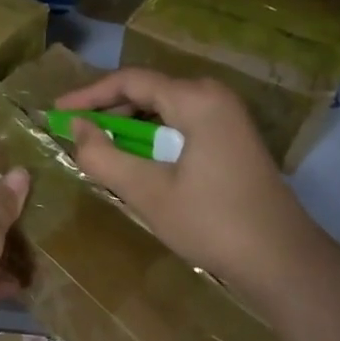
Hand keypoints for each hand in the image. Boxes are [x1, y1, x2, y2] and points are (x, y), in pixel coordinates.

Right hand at [56, 68, 330, 305]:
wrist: (282, 259)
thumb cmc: (211, 222)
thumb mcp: (147, 192)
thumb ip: (104, 156)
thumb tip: (77, 127)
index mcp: (196, 99)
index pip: (130, 80)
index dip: (88, 94)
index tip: (57, 110)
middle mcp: (214, 96)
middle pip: (148, 89)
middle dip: (108, 109)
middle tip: (75, 131)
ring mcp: (227, 116)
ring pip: (164, 108)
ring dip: (129, 124)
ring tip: (99, 147)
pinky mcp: (232, 138)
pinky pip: (181, 123)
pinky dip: (152, 135)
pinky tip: (136, 159)